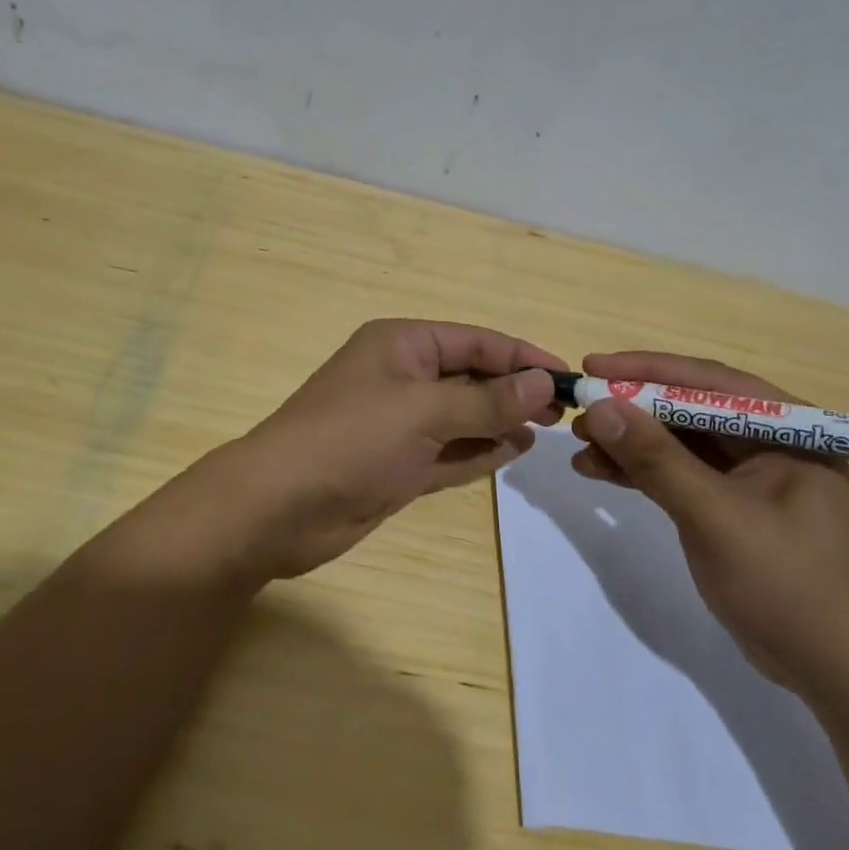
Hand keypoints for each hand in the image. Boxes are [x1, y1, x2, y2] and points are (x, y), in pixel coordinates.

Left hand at [226, 319, 566, 578]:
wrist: (279, 508)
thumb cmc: (351, 440)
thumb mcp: (424, 411)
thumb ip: (486, 400)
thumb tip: (543, 382)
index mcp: (402, 345)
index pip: (475, 341)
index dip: (522, 356)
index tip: (568, 377)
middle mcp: (402, 378)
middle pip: (471, 377)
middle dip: (514, 390)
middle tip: (563, 412)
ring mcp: (400, 425)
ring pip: (463, 416)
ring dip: (501, 421)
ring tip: (546, 430)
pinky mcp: (398, 466)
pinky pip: (450, 452)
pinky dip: (479, 451)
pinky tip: (514, 451)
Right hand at [570, 351, 848, 697]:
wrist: (831, 670)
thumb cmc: (786, 584)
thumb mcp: (715, 516)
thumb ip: (657, 460)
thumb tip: (599, 408)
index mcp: (791, 429)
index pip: (710, 382)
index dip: (647, 370)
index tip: (593, 367)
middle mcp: (772, 442)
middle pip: (691, 409)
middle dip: (633, 409)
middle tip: (579, 410)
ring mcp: (752, 477)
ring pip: (680, 443)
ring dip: (630, 442)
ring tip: (579, 445)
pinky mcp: (733, 507)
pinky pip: (680, 475)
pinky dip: (641, 472)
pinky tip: (600, 471)